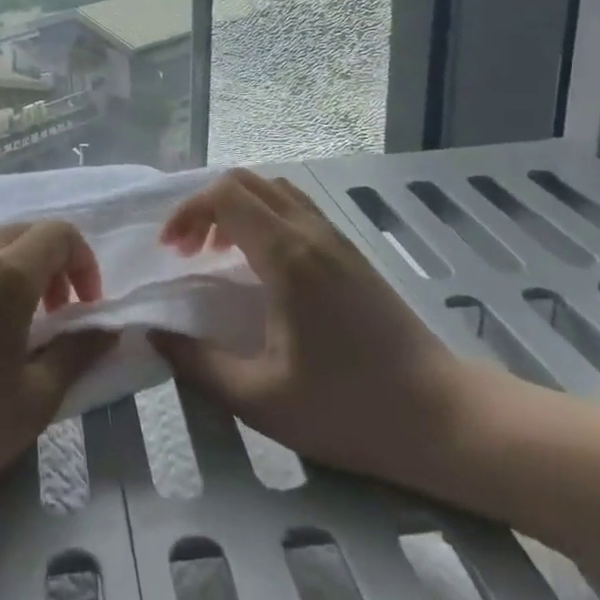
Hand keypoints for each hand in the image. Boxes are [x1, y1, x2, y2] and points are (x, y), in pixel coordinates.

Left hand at [0, 221, 115, 518]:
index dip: (84, 262)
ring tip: (14, 328)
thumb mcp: (38, 397)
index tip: (84, 308)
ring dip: (14, 273)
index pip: (59, 233)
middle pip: (22, 233)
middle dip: (51, 264)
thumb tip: (105, 330)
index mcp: (6, 272)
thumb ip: (78, 352)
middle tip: (56, 314)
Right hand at [152, 169, 486, 491]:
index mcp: (287, 257)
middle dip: (205, 206)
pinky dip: (263, 217)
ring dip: (236, 209)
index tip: (170, 250)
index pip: (225, 196)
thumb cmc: (349, 409)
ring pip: (275, 190)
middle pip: (246, 182)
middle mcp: (312, 234)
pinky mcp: (352, 254)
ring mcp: (337, 240)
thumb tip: (155, 335)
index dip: (187, 212)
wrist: (444, 418)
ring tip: (219, 254)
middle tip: (188, 251)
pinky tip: (261, 266)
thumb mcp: (261, 400)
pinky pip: (297, 209)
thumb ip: (199, 364)